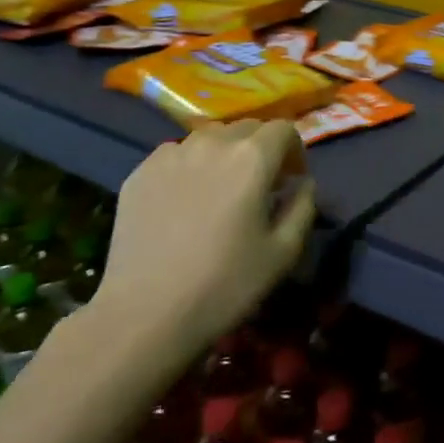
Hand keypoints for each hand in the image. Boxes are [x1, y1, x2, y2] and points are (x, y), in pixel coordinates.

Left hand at [87, 121, 315, 384]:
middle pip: (247, 128)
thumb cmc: (224, 285)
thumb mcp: (283, 252)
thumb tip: (303, 184)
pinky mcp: (139, 172)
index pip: (284, 129)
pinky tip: (185, 202)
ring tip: (220, 191)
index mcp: (252, 158)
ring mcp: (170, 155)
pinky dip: (190, 167)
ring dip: (225, 154)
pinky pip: (176, 155)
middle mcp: (212, 144)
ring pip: (209, 138)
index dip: (294, 151)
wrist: (145, 314)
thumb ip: (303, 207)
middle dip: (261, 149)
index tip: (291, 180)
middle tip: (260, 186)